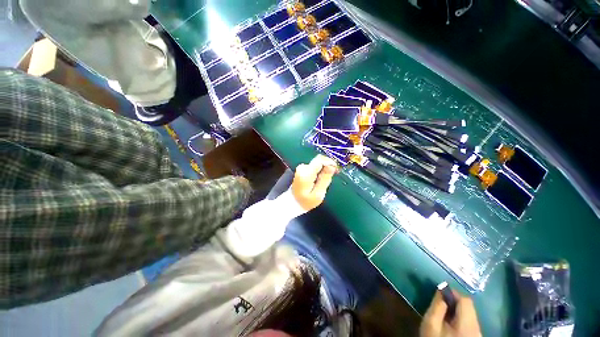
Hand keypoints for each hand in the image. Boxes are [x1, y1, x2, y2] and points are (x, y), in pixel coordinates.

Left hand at [292, 155, 337, 210]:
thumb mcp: (318, 194)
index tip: (336, 170)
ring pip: (318, 162)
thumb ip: (325, 179)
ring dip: (324, 168)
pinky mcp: (302, 168)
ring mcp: (301, 167)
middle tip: (334, 174)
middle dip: (328, 165)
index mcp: (306, 173)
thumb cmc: (306, 201)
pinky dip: (320, 169)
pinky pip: (315, 165)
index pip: (320, 160)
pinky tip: (322, 177)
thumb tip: (332, 167)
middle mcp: (303, 167)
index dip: (330, 163)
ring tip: (327, 178)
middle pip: (319, 160)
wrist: (292, 202)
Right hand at [420, 289, 481, 336]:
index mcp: (468, 324)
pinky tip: (450, 325)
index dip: (453, 293)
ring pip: (470, 317)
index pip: (466, 301)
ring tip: (443, 315)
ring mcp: (478, 336)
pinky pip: (470, 324)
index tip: (440, 292)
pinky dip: (460, 320)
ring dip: (457, 312)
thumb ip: (437, 307)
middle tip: (440, 304)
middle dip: (454, 303)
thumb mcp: (431, 325)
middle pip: (469, 309)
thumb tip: (441, 290)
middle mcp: (477, 329)